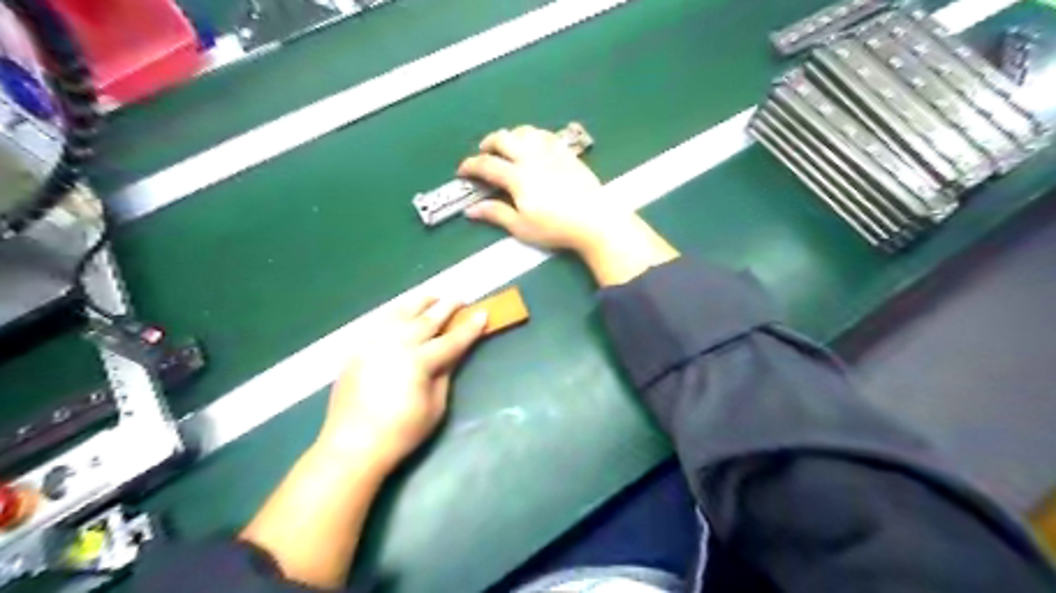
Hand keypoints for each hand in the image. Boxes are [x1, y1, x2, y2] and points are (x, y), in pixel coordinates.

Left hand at [316, 297, 487, 471]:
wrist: (353, 444)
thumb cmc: (401, 432)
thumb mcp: (435, 406)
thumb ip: (445, 374)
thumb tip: (453, 353)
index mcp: (419, 361)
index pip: (452, 340)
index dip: (469, 328)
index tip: (483, 313)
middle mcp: (397, 344)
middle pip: (427, 319)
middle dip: (447, 307)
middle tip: (460, 298)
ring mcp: (374, 342)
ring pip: (401, 313)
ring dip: (420, 303)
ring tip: (433, 298)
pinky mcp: (358, 347)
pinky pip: (380, 321)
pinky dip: (395, 312)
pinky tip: (402, 312)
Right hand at [457, 124, 623, 251]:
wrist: (594, 219)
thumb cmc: (556, 227)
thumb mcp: (522, 227)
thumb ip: (496, 214)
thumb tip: (471, 210)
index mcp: (517, 176)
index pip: (486, 165)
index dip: (470, 166)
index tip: (462, 171)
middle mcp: (531, 157)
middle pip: (503, 139)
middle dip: (487, 143)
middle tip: (482, 153)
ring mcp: (551, 152)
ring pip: (524, 131)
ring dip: (510, 135)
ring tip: (507, 146)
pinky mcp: (567, 153)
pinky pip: (545, 134)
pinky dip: (532, 135)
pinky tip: (533, 144)